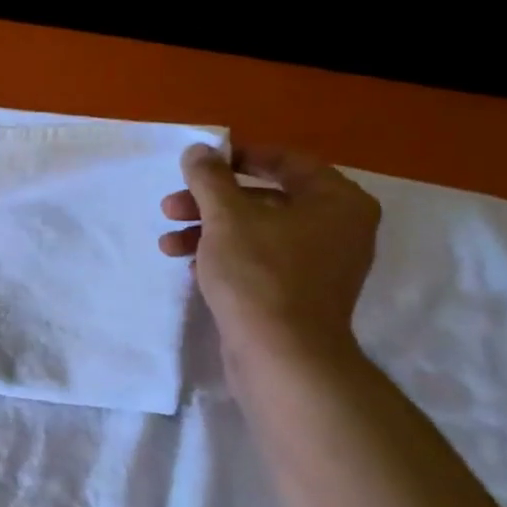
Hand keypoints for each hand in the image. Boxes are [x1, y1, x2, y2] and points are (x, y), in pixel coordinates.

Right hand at [159, 145, 379, 364]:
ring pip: (257, 232)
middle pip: (265, 199)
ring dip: (209, 231)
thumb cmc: (259, 275)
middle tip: (171, 207)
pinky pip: (260, 261)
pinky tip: (192, 266)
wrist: (281, 356)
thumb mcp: (226, 217)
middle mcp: (338, 228)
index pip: (286, 161)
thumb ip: (209, 178)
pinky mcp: (299, 295)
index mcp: (337, 200)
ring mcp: (321, 265)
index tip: (199, 165)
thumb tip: (198, 150)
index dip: (238, 158)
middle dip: (211, 202)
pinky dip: (226, 257)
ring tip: (168, 244)